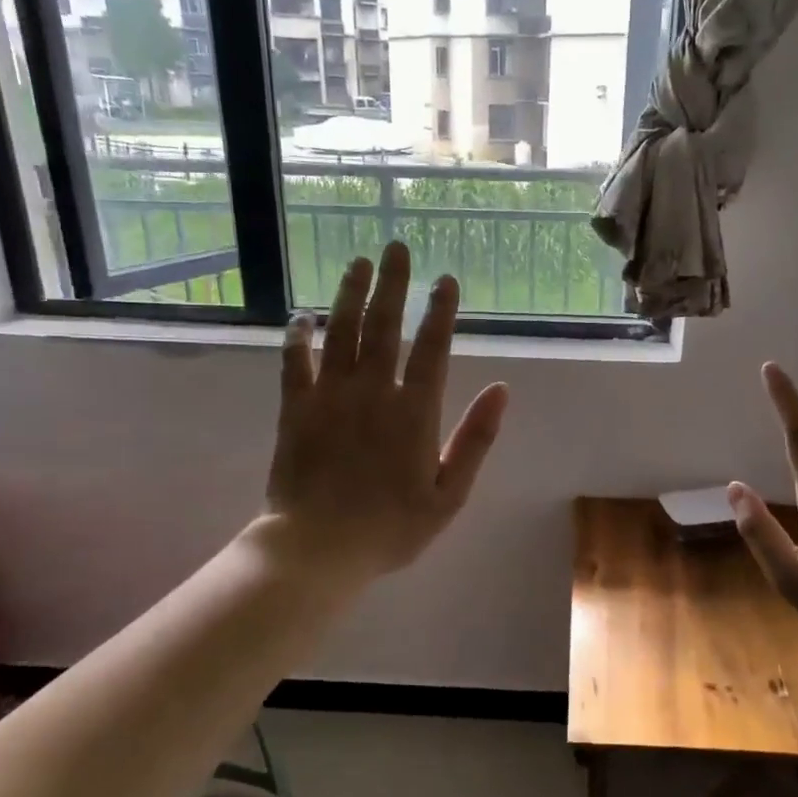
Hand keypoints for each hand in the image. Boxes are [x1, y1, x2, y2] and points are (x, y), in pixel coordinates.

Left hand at [265, 242, 509, 578]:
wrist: (318, 548)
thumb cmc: (391, 527)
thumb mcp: (450, 494)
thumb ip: (476, 439)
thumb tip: (503, 390)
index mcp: (415, 412)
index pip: (432, 348)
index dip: (440, 311)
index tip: (445, 279)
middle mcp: (373, 392)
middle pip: (384, 327)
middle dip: (393, 284)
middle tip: (396, 248)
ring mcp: (330, 397)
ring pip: (341, 332)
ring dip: (350, 295)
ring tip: (358, 263)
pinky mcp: (295, 409)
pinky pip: (294, 362)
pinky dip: (298, 336)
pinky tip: (302, 315)